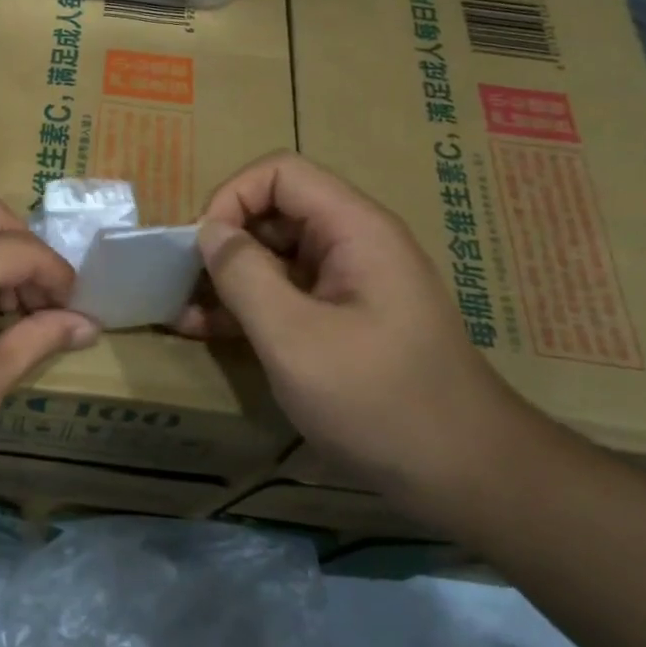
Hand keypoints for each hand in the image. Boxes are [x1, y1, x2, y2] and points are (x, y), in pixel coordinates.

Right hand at [179, 152, 524, 502]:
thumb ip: (245, 276)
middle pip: (276, 212)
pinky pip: (287, 294)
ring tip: (182, 312)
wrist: (464, 473)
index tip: (200, 247)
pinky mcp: (343, 320)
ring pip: (276, 256)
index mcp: (354, 229)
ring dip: (228, 278)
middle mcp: (353, 244)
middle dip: (224, 241)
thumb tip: (209, 231)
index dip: (232, 197)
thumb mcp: (295, 338)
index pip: (281, 173)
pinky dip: (249, 306)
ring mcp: (349, 284)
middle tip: (181, 283)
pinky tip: (208, 330)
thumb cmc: (379, 400)